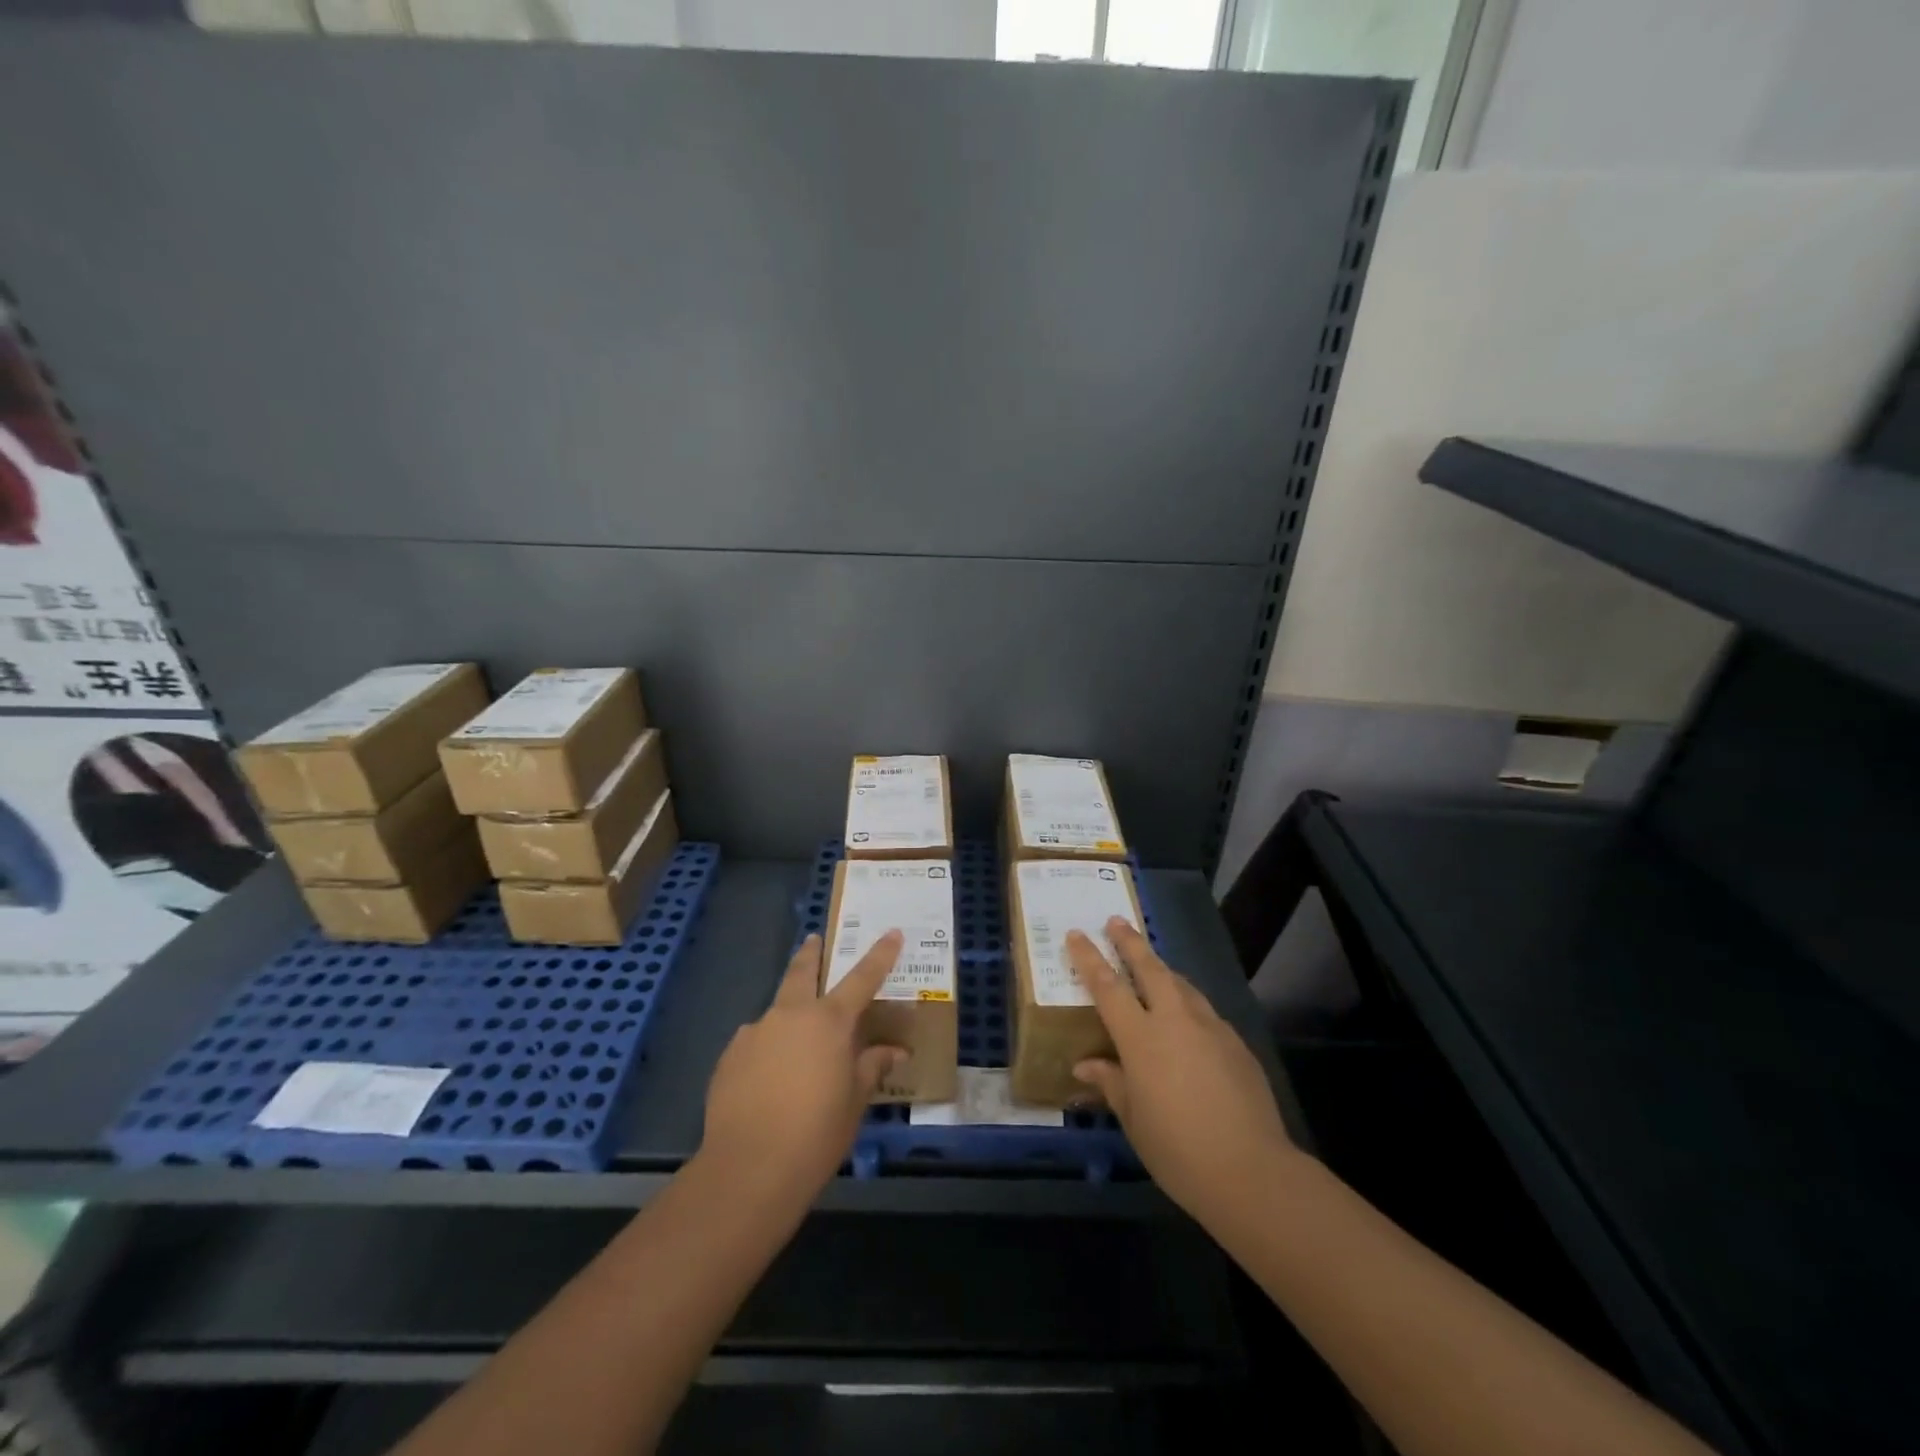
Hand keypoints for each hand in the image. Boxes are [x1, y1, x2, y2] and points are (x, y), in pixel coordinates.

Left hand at [699, 931, 906, 1202]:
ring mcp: (754, 1033)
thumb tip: (894, 1051)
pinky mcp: (729, 1057)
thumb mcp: (855, 1100)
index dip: (880, 954)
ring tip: (794, 1049)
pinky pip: (755, 1043)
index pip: (863, 977)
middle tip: (814, 940)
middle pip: (802, 972)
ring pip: (776, 1012)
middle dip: (811, 953)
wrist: (748, 1169)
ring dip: (788, 1016)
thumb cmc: (816, 1133)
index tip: (892, 932)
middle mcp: (790, 1015)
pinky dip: (767, 1049)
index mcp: (829, 1021)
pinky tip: (768, 1080)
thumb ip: (872, 1067)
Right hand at [1069, 919, 1299, 1225]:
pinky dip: (1188, 1002)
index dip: (1089, 958)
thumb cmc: (1177, 1149)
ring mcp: (1210, 1027)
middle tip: (1116, 921)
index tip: (1076, 934)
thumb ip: (1111, 1083)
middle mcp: (1175, 1020)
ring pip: (1181, 984)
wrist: (1251, 1170)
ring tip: (1152, 964)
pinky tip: (1188, 1019)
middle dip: (1130, 942)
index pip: (1107, 986)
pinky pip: (1204, 1010)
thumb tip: (1086, 1064)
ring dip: (1162, 969)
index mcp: (1141, 1037)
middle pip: (1149, 968)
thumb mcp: (1133, 1119)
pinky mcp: (1236, 1042)